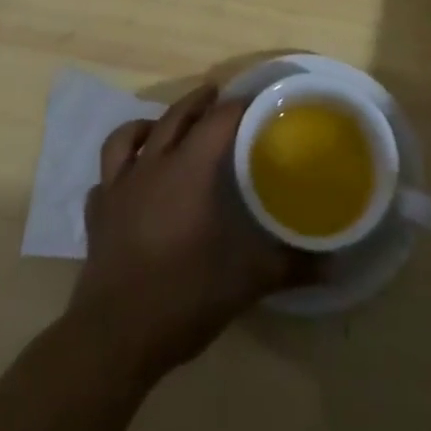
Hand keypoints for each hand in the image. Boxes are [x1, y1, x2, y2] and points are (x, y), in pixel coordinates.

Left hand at [68, 84, 304, 381]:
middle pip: (174, 118)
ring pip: (127, 137)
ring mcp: (117, 188)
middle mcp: (151, 166)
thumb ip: (290, 266)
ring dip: (148, 125)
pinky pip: (105, 179)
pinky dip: (119, 172)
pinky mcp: (97, 215)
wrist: (115, 335)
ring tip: (161, 126)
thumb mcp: (246, 280)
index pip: (218, 121)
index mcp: (188, 169)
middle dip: (197, 103)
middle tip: (216, 96)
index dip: (238, 107)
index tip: (257, 103)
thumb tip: (333, 264)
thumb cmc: (183, 295)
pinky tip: (129, 183)